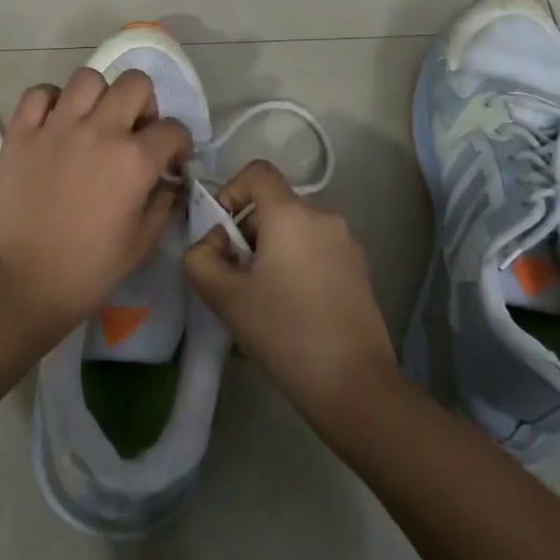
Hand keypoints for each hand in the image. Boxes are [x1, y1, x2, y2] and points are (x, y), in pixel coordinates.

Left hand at [0, 67, 192, 329]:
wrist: (22, 282)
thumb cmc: (88, 270)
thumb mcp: (142, 242)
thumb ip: (163, 203)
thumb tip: (169, 180)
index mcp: (134, 160)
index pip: (173, 129)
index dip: (179, 145)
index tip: (171, 162)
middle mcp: (98, 130)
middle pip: (135, 84)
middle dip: (145, 105)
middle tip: (135, 132)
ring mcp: (56, 127)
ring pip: (88, 77)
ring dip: (100, 96)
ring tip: (94, 122)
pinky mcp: (21, 132)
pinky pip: (39, 93)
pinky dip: (51, 101)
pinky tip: (56, 124)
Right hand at [183, 160, 396, 433]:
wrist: (355, 386)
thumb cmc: (285, 333)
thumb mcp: (225, 297)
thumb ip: (200, 260)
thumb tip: (209, 246)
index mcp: (292, 215)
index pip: (257, 172)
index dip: (230, 191)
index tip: (220, 233)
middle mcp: (324, 218)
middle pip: (274, 207)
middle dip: (246, 234)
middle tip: (232, 279)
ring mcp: (347, 245)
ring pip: (294, 234)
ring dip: (269, 255)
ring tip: (258, 303)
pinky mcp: (360, 272)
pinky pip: (315, 255)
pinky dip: (294, 269)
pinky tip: (288, 315)